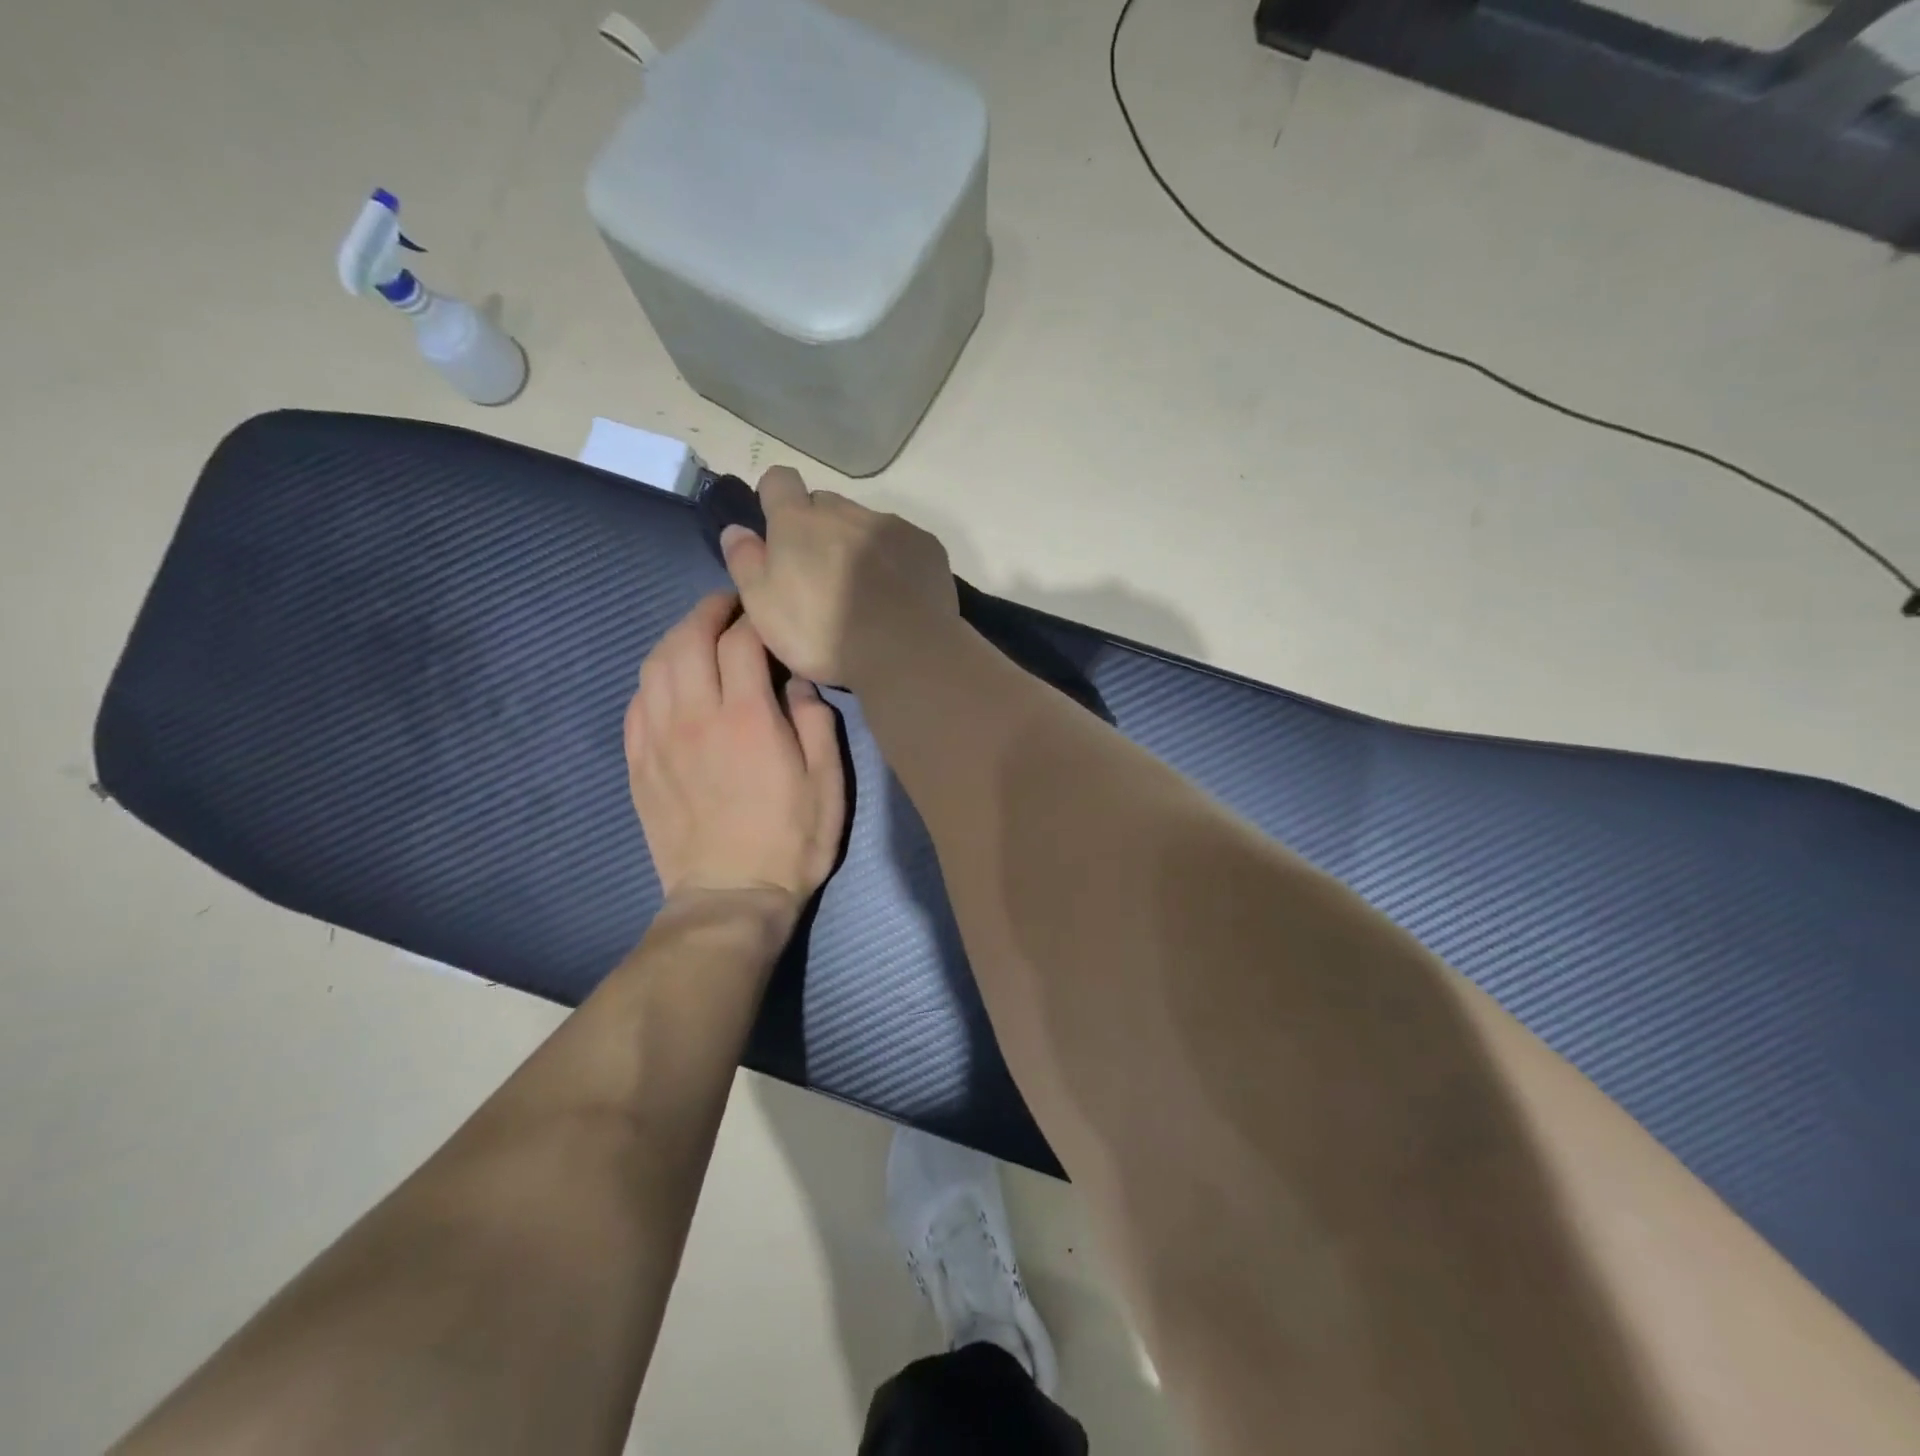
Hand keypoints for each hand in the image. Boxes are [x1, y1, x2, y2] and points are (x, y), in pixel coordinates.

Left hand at [625, 592, 845, 921]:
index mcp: (747, 717)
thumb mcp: (827, 782)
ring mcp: (659, 740)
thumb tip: (797, 681)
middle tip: (728, 606)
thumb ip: (815, 721)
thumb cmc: (791, 840)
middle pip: (687, 640)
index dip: (752, 616)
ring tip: (697, 634)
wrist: (730, 897)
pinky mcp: (639, 764)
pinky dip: (653, 677)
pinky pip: (636, 703)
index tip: (765, 609)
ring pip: (655, 666)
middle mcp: (695, 717)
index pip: (740, 642)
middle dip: (708, 612)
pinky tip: (669, 679)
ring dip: (675, 638)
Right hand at [719, 466, 958, 687]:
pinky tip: (896, 593)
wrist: (904, 652)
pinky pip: (901, 541)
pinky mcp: (925, 544)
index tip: (778, 530)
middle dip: (818, 529)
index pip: (779, 480)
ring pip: (864, 522)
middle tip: (821, 574)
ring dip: (857, 543)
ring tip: (864, 589)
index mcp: (799, 521)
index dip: (775, 499)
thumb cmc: (823, 634)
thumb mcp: (764, 607)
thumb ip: (745, 562)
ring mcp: (890, 525)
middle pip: (824, 505)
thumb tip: (737, 529)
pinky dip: (894, 558)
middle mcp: (845, 511)